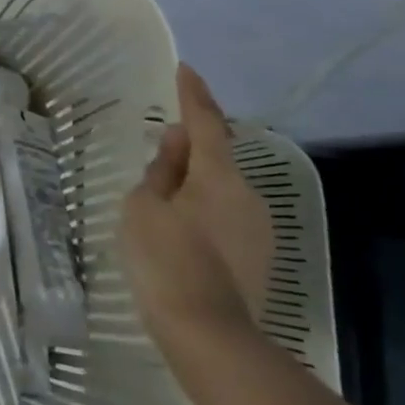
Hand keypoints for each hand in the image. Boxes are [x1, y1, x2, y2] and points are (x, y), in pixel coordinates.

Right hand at [120, 64, 272, 354]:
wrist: (209, 335)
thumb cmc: (165, 259)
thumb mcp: (144, 206)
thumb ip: (161, 170)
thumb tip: (178, 144)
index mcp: (219, 176)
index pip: (207, 122)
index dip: (194, 94)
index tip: (186, 70)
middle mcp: (248, 195)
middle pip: (216, 159)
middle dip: (190, 149)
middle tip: (159, 151)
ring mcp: (259, 229)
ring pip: (221, 190)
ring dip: (195, 185)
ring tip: (161, 202)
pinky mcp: (259, 258)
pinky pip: (227, 217)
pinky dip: (203, 212)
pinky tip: (180, 233)